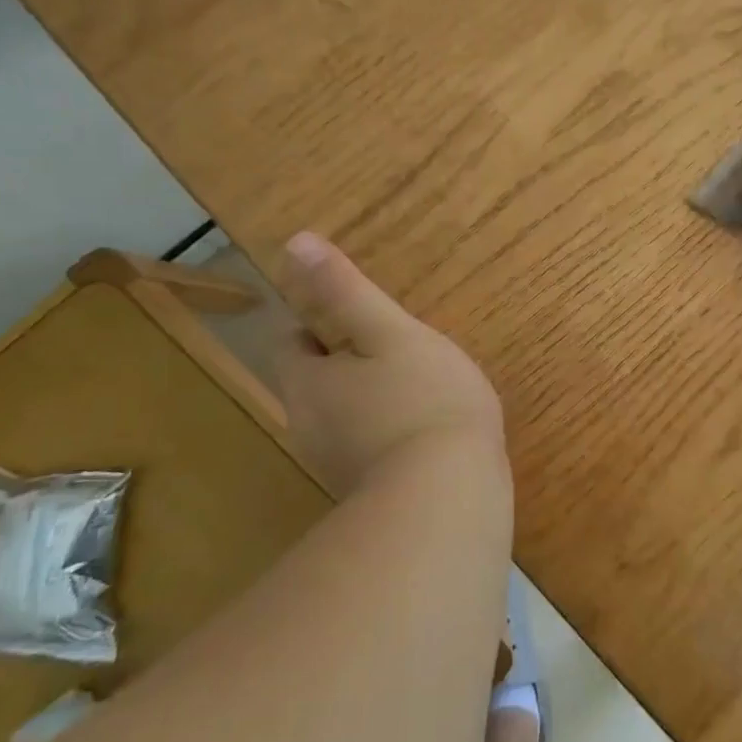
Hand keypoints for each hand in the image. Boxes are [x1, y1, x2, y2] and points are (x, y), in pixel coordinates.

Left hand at [271, 233, 506, 497]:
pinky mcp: (368, 496)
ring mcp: (337, 467)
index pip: (292, 342)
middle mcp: (309, 426)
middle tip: (401, 351)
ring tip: (422, 388)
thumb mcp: (390, 332)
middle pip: (317, 381)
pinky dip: (389, 434)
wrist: (449, 498)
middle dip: (349, 363)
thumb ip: (344, 291)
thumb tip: (295, 243)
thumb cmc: (424, 400)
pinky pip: (370, 449)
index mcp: (308, 382)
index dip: (320, 323)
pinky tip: (429, 433)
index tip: (362, 318)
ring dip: (372, 399)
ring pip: (345, 417)